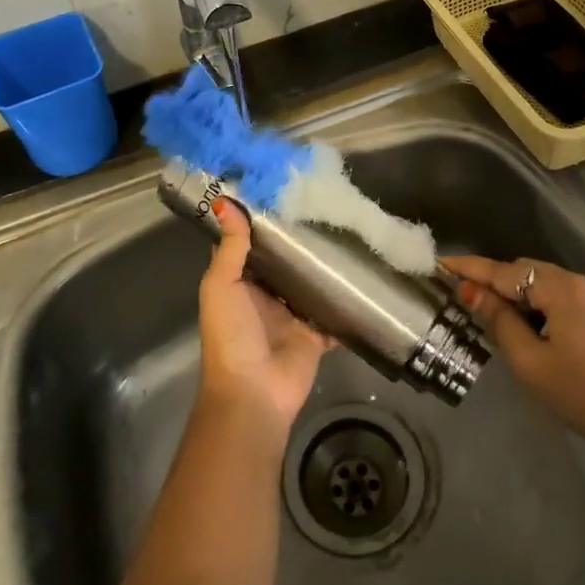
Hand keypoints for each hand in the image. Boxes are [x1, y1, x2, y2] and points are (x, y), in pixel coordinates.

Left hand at [197, 199, 332, 435]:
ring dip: (323, 268)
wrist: (255, 392)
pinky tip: (363, 275)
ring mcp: (292, 316)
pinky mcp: (316, 334)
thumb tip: (226, 202)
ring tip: (346, 232)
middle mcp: (265, 297)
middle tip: (323, 207)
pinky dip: (344, 302)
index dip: (261, 223)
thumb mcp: (222, 285)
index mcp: (240, 284)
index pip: (250, 247)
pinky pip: (333, 314)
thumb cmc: (231, 335)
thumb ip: (231, 247)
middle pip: (284, 264)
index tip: (281, 192)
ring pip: (310, 285)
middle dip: (299, 242)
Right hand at [440, 255, 584, 468]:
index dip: (471, 268)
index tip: (441, 262)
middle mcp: (582, 281)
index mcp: (562, 289)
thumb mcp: (531, 363)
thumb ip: (499, 321)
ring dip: (518, 293)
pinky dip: (541, 302)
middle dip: (495, 280)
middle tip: (464, 297)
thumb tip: (472, 292)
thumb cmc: (583, 395)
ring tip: (494, 314)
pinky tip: (531, 324)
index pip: (505, 271)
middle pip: (526, 270)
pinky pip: (564, 295)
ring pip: (546, 282)